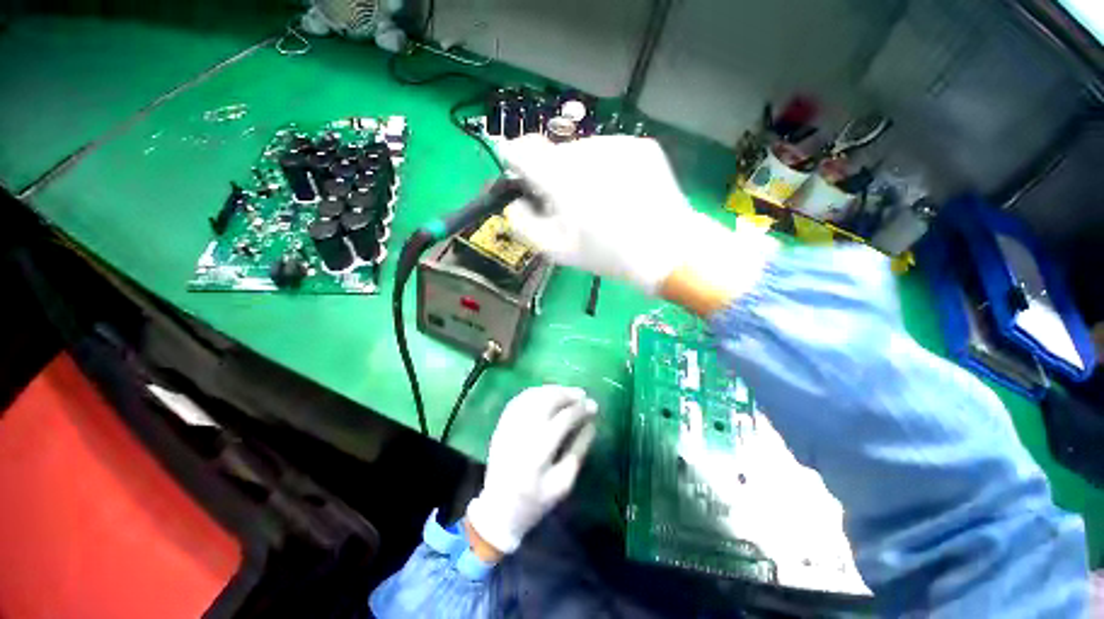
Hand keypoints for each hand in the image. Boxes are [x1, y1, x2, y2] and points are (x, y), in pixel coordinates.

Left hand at [465, 385, 597, 555]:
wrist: (498, 509)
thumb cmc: (535, 501)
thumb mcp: (563, 483)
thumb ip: (578, 451)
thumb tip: (591, 424)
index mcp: (538, 454)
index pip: (563, 420)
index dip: (580, 409)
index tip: (594, 405)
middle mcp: (521, 434)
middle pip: (546, 402)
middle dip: (567, 394)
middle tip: (582, 394)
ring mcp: (508, 427)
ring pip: (532, 397)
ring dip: (552, 390)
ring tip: (568, 392)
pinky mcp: (501, 425)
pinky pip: (519, 400)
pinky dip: (535, 392)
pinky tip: (547, 393)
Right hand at [502, 135, 777, 305]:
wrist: (666, 249)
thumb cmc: (607, 254)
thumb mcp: (557, 250)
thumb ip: (524, 225)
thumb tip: (516, 205)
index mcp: (561, 176)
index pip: (523, 149)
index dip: (514, 157)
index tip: (518, 171)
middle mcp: (586, 150)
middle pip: (555, 153)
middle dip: (552, 175)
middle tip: (567, 204)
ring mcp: (616, 144)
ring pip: (583, 152)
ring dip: (580, 172)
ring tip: (598, 202)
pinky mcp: (640, 145)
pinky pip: (609, 153)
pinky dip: (605, 168)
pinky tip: (619, 192)